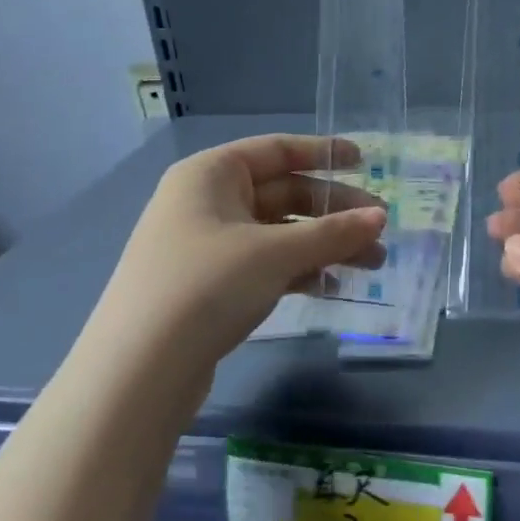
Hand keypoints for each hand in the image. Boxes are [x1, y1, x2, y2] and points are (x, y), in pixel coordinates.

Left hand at [93, 134, 385, 379]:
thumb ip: (332, 232)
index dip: (324, 153)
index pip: (277, 150)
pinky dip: (299, 271)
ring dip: (324, 245)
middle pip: (284, 194)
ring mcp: (208, 245)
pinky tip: (331, 288)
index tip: (365, 162)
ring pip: (279, 234)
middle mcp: (207, 202)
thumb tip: (380, 217)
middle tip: (380, 231)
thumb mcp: (275, 253)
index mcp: (212, 174)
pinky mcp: (211, 285)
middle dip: (335, 213)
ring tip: (371, 265)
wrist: (139, 371)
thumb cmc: (207, 286)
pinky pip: (266, 264)